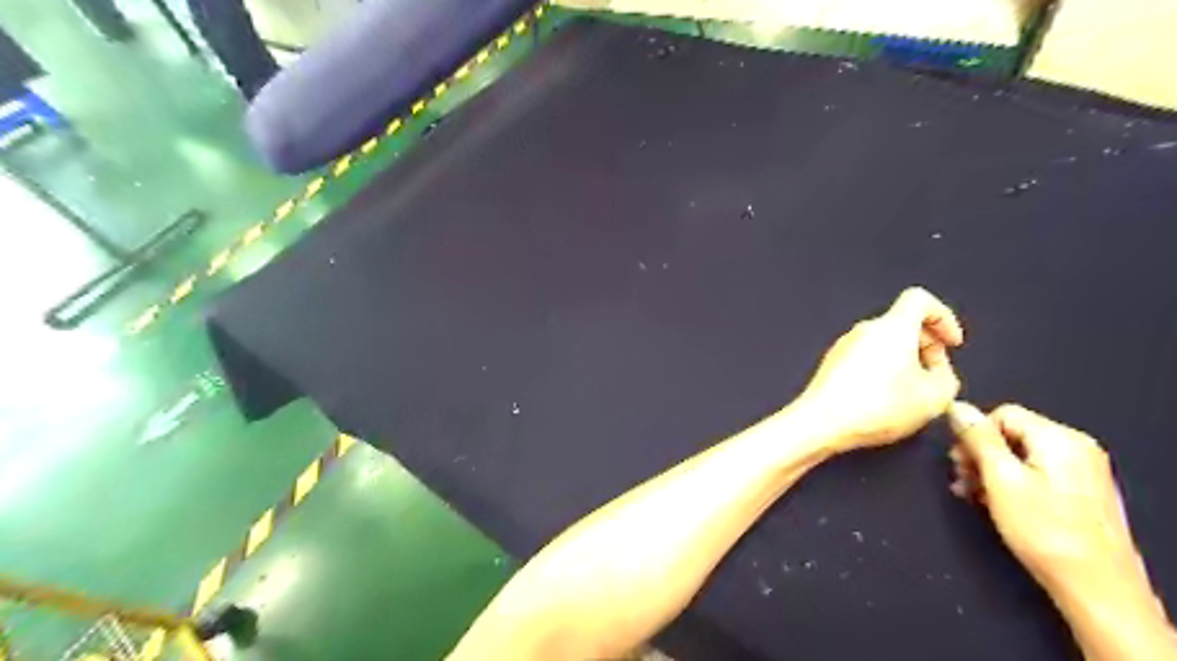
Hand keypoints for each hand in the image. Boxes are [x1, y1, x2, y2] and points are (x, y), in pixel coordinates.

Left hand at [801, 286, 965, 451]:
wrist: (822, 421)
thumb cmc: (878, 406)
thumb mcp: (935, 397)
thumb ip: (947, 376)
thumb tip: (936, 369)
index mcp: (892, 326)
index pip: (919, 299)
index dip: (944, 317)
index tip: (952, 344)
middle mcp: (865, 329)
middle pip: (902, 322)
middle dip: (926, 344)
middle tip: (935, 375)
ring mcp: (843, 345)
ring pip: (883, 342)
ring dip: (903, 359)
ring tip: (910, 392)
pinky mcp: (831, 363)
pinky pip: (864, 356)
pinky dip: (881, 369)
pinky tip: (883, 398)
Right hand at [949, 404, 1156, 614]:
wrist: (1095, 587)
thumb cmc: (1044, 530)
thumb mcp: (1000, 479)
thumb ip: (978, 439)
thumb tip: (958, 407)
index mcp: (1060, 439)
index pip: (1002, 414)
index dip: (974, 435)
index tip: (959, 462)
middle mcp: (1075, 448)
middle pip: (1011, 434)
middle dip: (979, 454)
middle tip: (962, 479)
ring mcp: (1081, 471)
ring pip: (1019, 455)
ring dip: (989, 471)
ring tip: (972, 494)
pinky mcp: (1079, 493)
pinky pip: (1034, 473)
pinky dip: (1009, 483)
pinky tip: (993, 503)